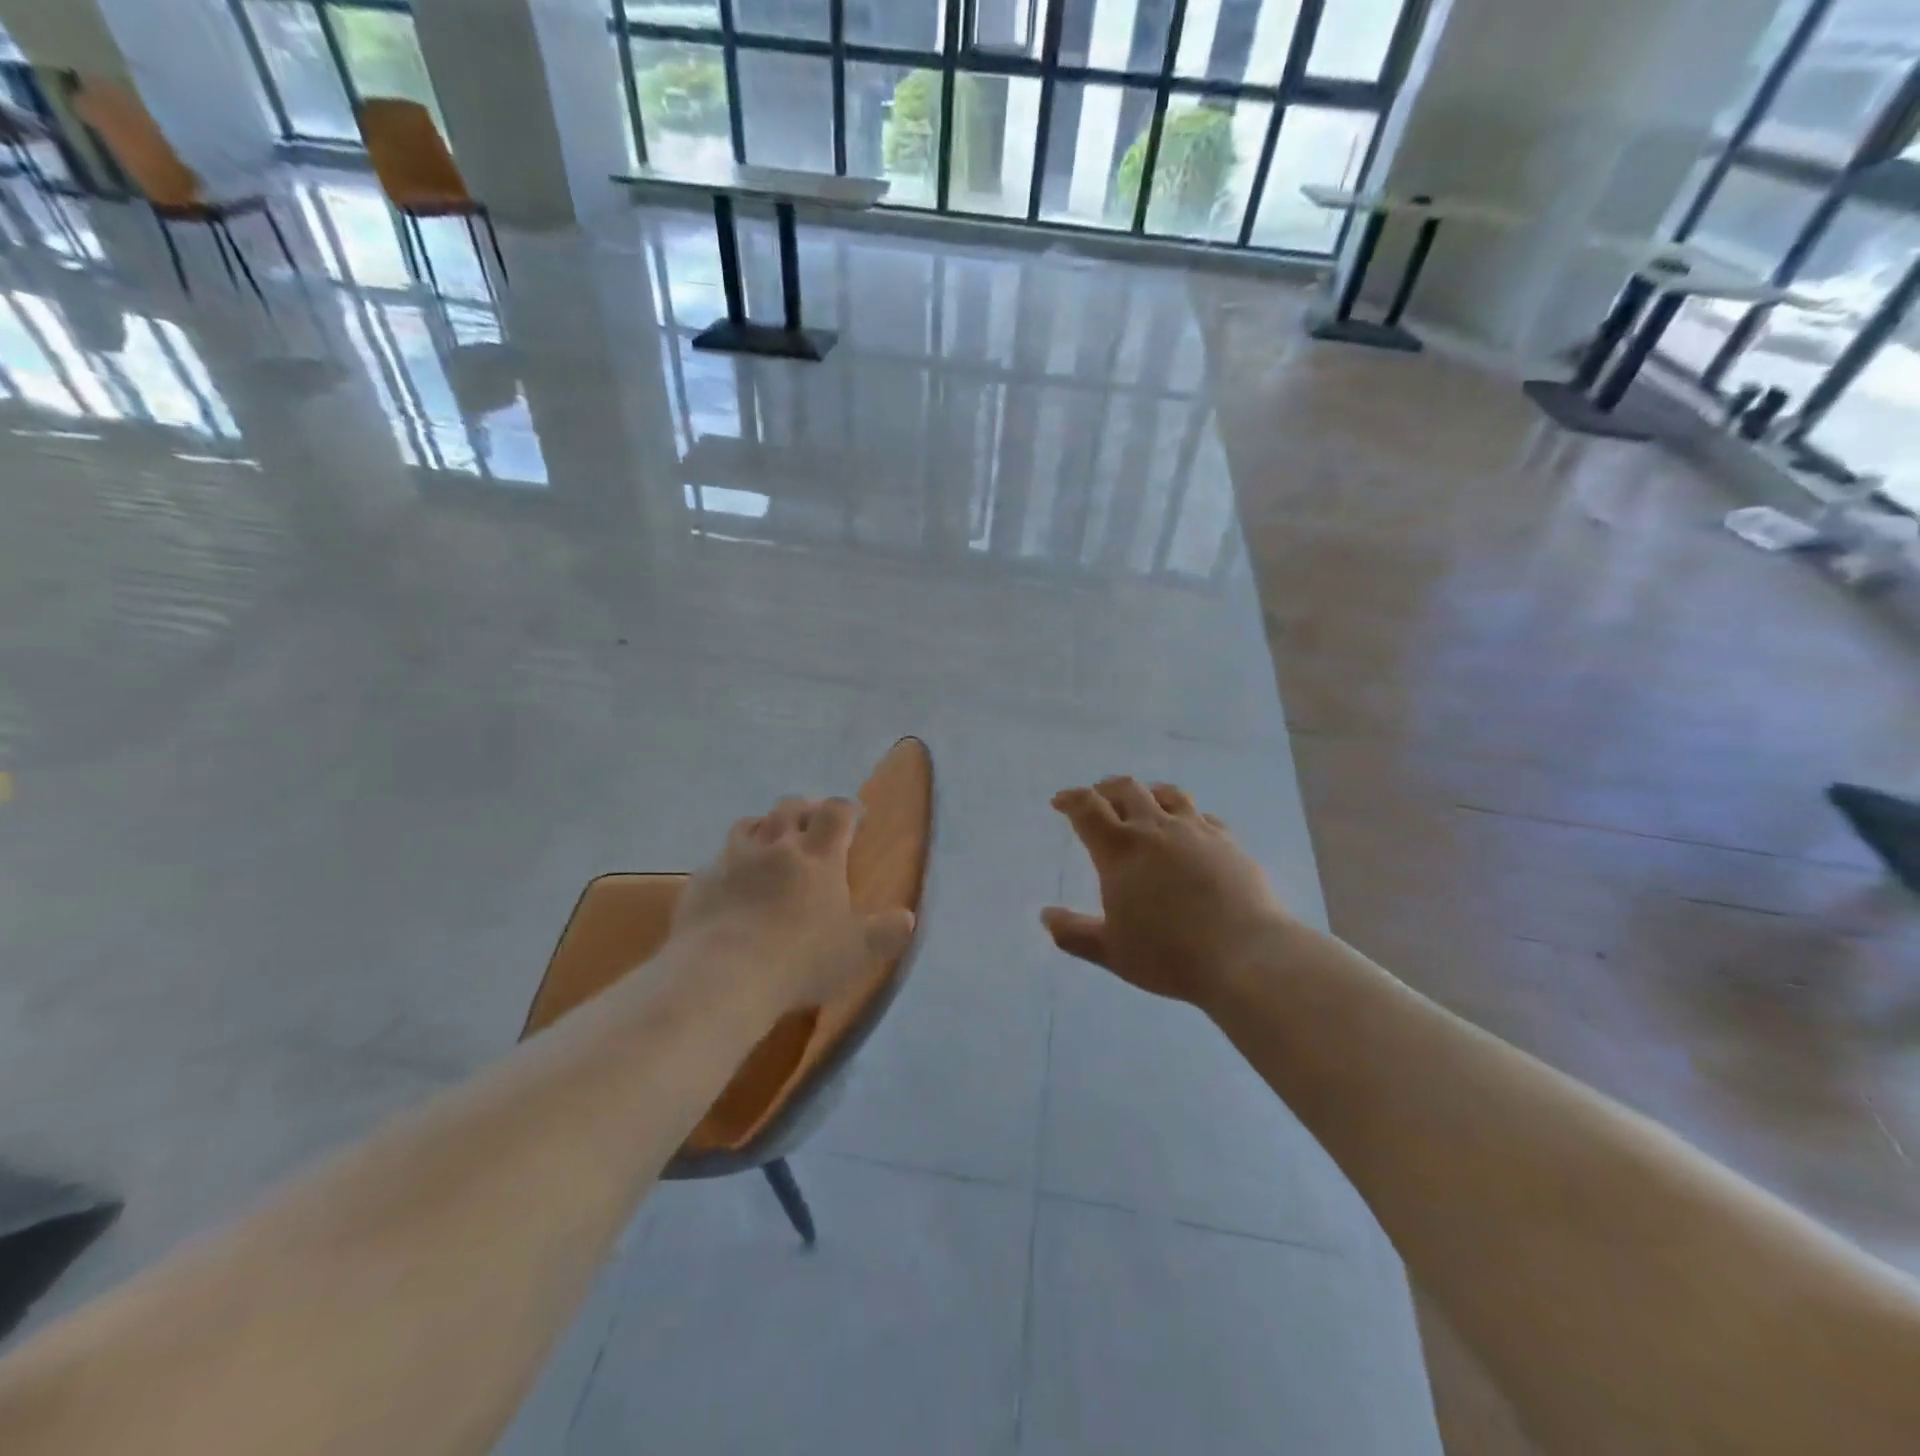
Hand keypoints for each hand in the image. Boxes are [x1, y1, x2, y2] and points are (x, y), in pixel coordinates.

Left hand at [672, 797, 915, 1011]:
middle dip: (805, 809)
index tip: (855, 815)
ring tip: (771, 840)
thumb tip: (907, 918)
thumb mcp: (856, 952)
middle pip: (790, 807)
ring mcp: (734, 860)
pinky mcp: (702, 881)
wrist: (723, 976)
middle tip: (813, 822)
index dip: (847, 808)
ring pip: (750, 824)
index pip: (836, 813)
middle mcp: (776, 846)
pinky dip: (730, 862)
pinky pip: (718, 859)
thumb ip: (885, 933)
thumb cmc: (800, 960)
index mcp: (818, 856)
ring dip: (765, 826)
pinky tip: (732, 881)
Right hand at [1042, 777, 1289, 1007]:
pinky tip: (1189, 828)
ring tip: (1142, 800)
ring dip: (1147, 792)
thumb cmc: (1169, 955)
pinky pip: (1201, 816)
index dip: (1070, 799)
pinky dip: (1186, 815)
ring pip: (1167, 794)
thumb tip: (1046, 915)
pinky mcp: (1227, 842)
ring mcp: (1195, 831)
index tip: (1060, 801)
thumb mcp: (1111, 952)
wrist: (1245, 955)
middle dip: (1106, 789)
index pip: (1088, 808)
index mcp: (1120, 850)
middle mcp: (1155, 829)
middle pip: (1127, 790)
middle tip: (1097, 796)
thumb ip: (1074, 933)